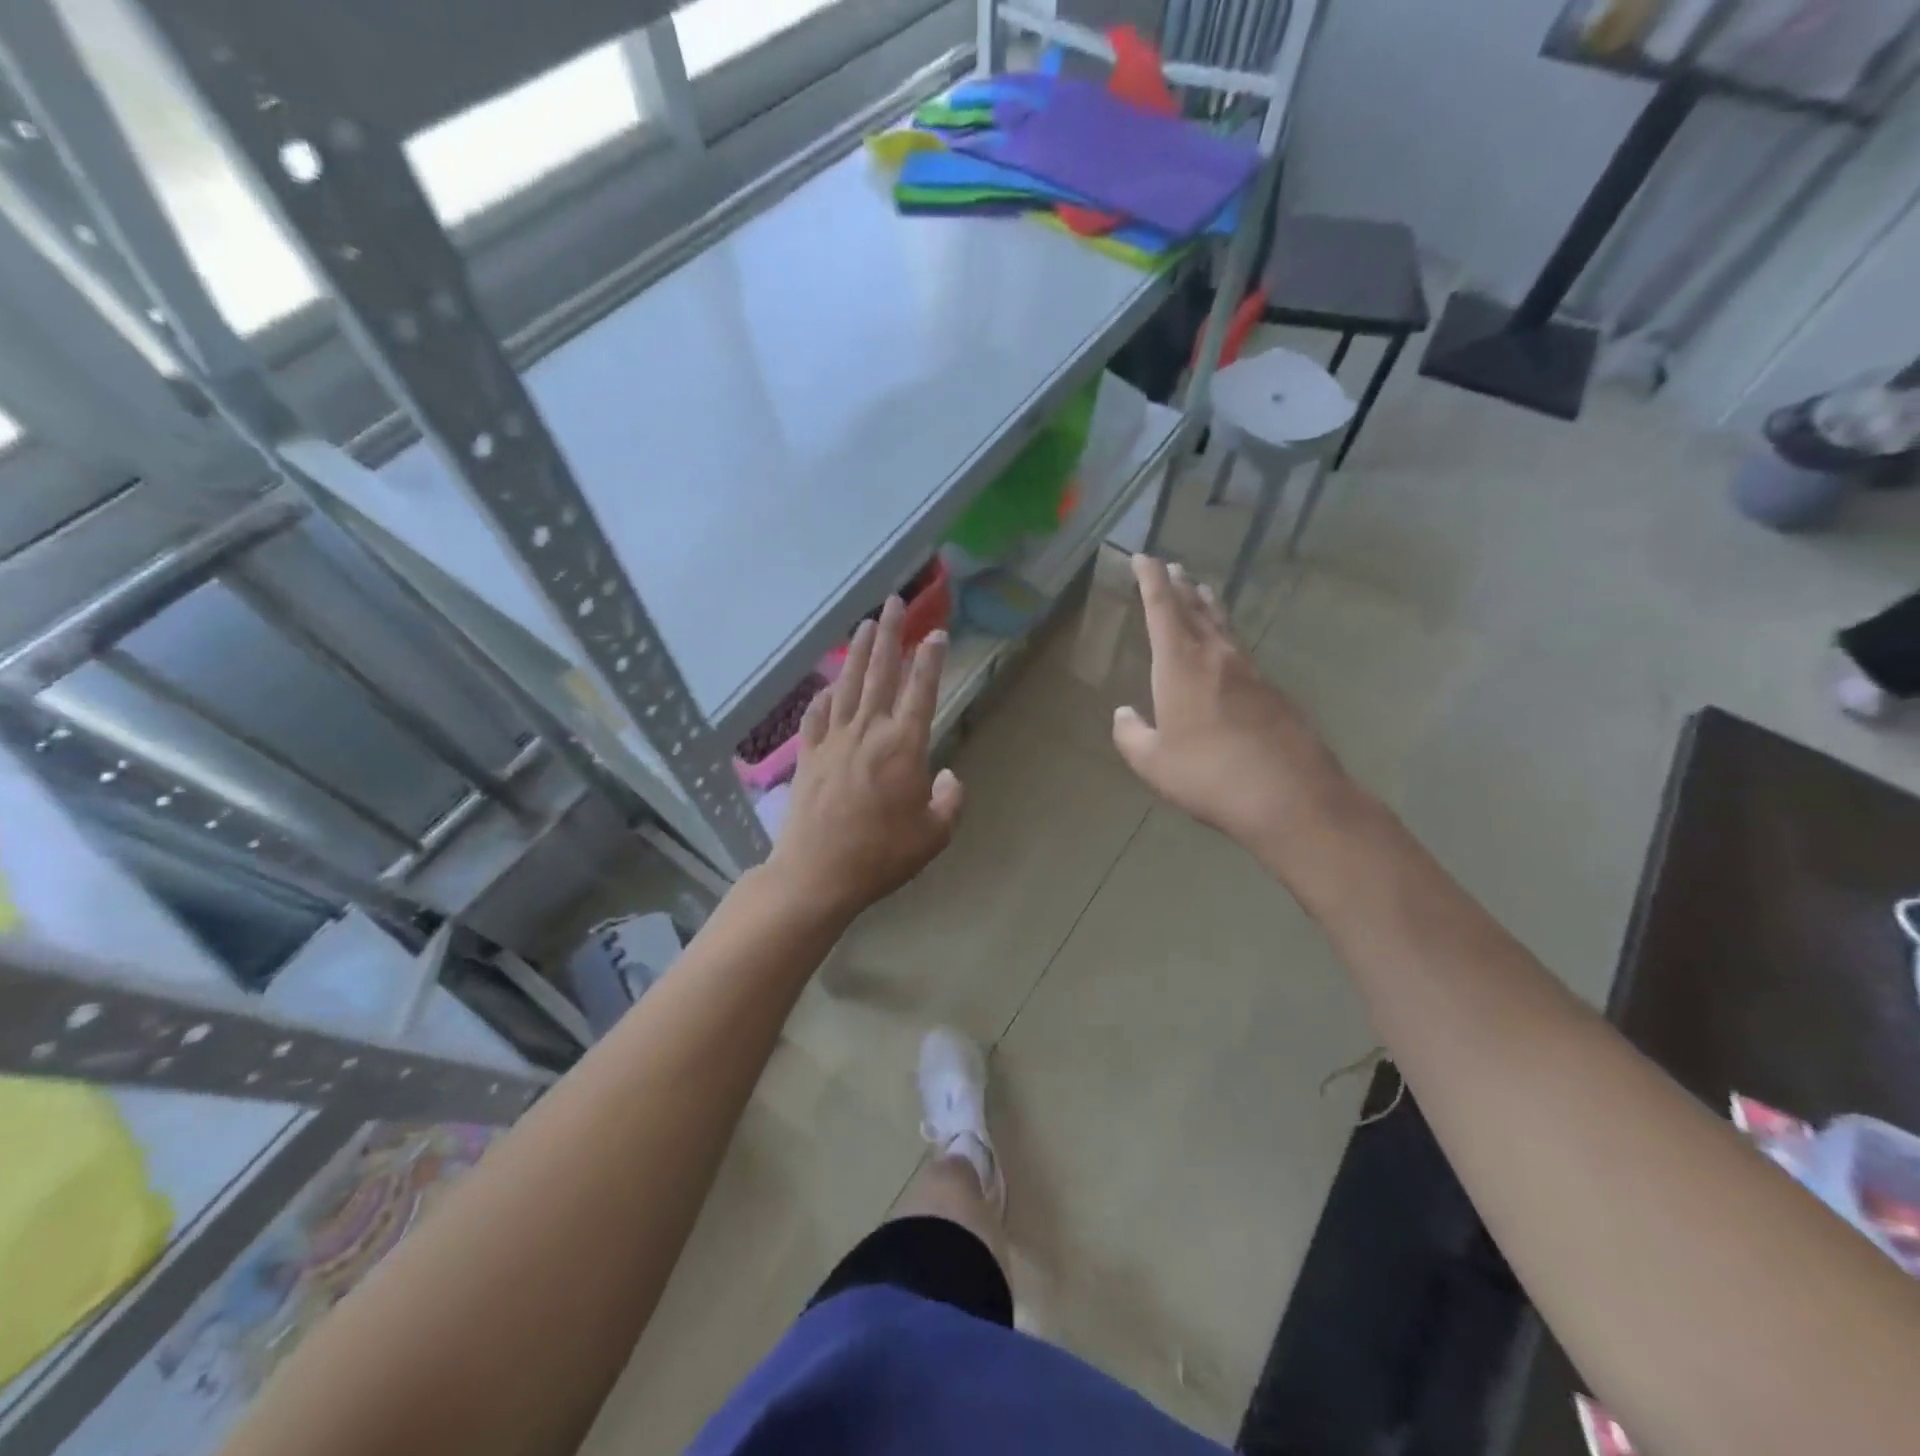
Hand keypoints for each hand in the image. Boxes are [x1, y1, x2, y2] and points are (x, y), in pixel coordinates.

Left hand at [767, 596, 964, 918]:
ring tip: (866, 623)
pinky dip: (825, 697)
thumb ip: (949, 801)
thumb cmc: (882, 855)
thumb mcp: (934, 835)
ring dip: (859, 652)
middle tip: (894, 602)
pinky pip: (818, 716)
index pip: (921, 690)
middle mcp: (869, 732)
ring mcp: (834, 740)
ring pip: (849, 685)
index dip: (930, 659)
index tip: (935, 632)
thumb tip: (946, 776)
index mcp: (904, 746)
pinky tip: (829, 686)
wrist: (818, 873)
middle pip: (881, 673)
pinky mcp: (809, 755)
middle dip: (891, 635)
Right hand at [1111, 555, 1351, 857]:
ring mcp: (1250, 673)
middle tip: (1172, 567)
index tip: (1143, 557)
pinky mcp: (1272, 693)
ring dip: (1208, 606)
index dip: (1151, 580)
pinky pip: (1241, 652)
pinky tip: (1226, 652)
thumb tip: (1124, 715)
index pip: (1162, 608)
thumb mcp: (1153, 762)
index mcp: (1180, 664)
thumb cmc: (1208, 775)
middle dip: (1180, 586)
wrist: (1289, 795)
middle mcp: (1216, 657)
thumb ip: (1131, 735)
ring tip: (1200, 592)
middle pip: (1196, 609)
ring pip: (1224, 627)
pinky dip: (1226, 639)